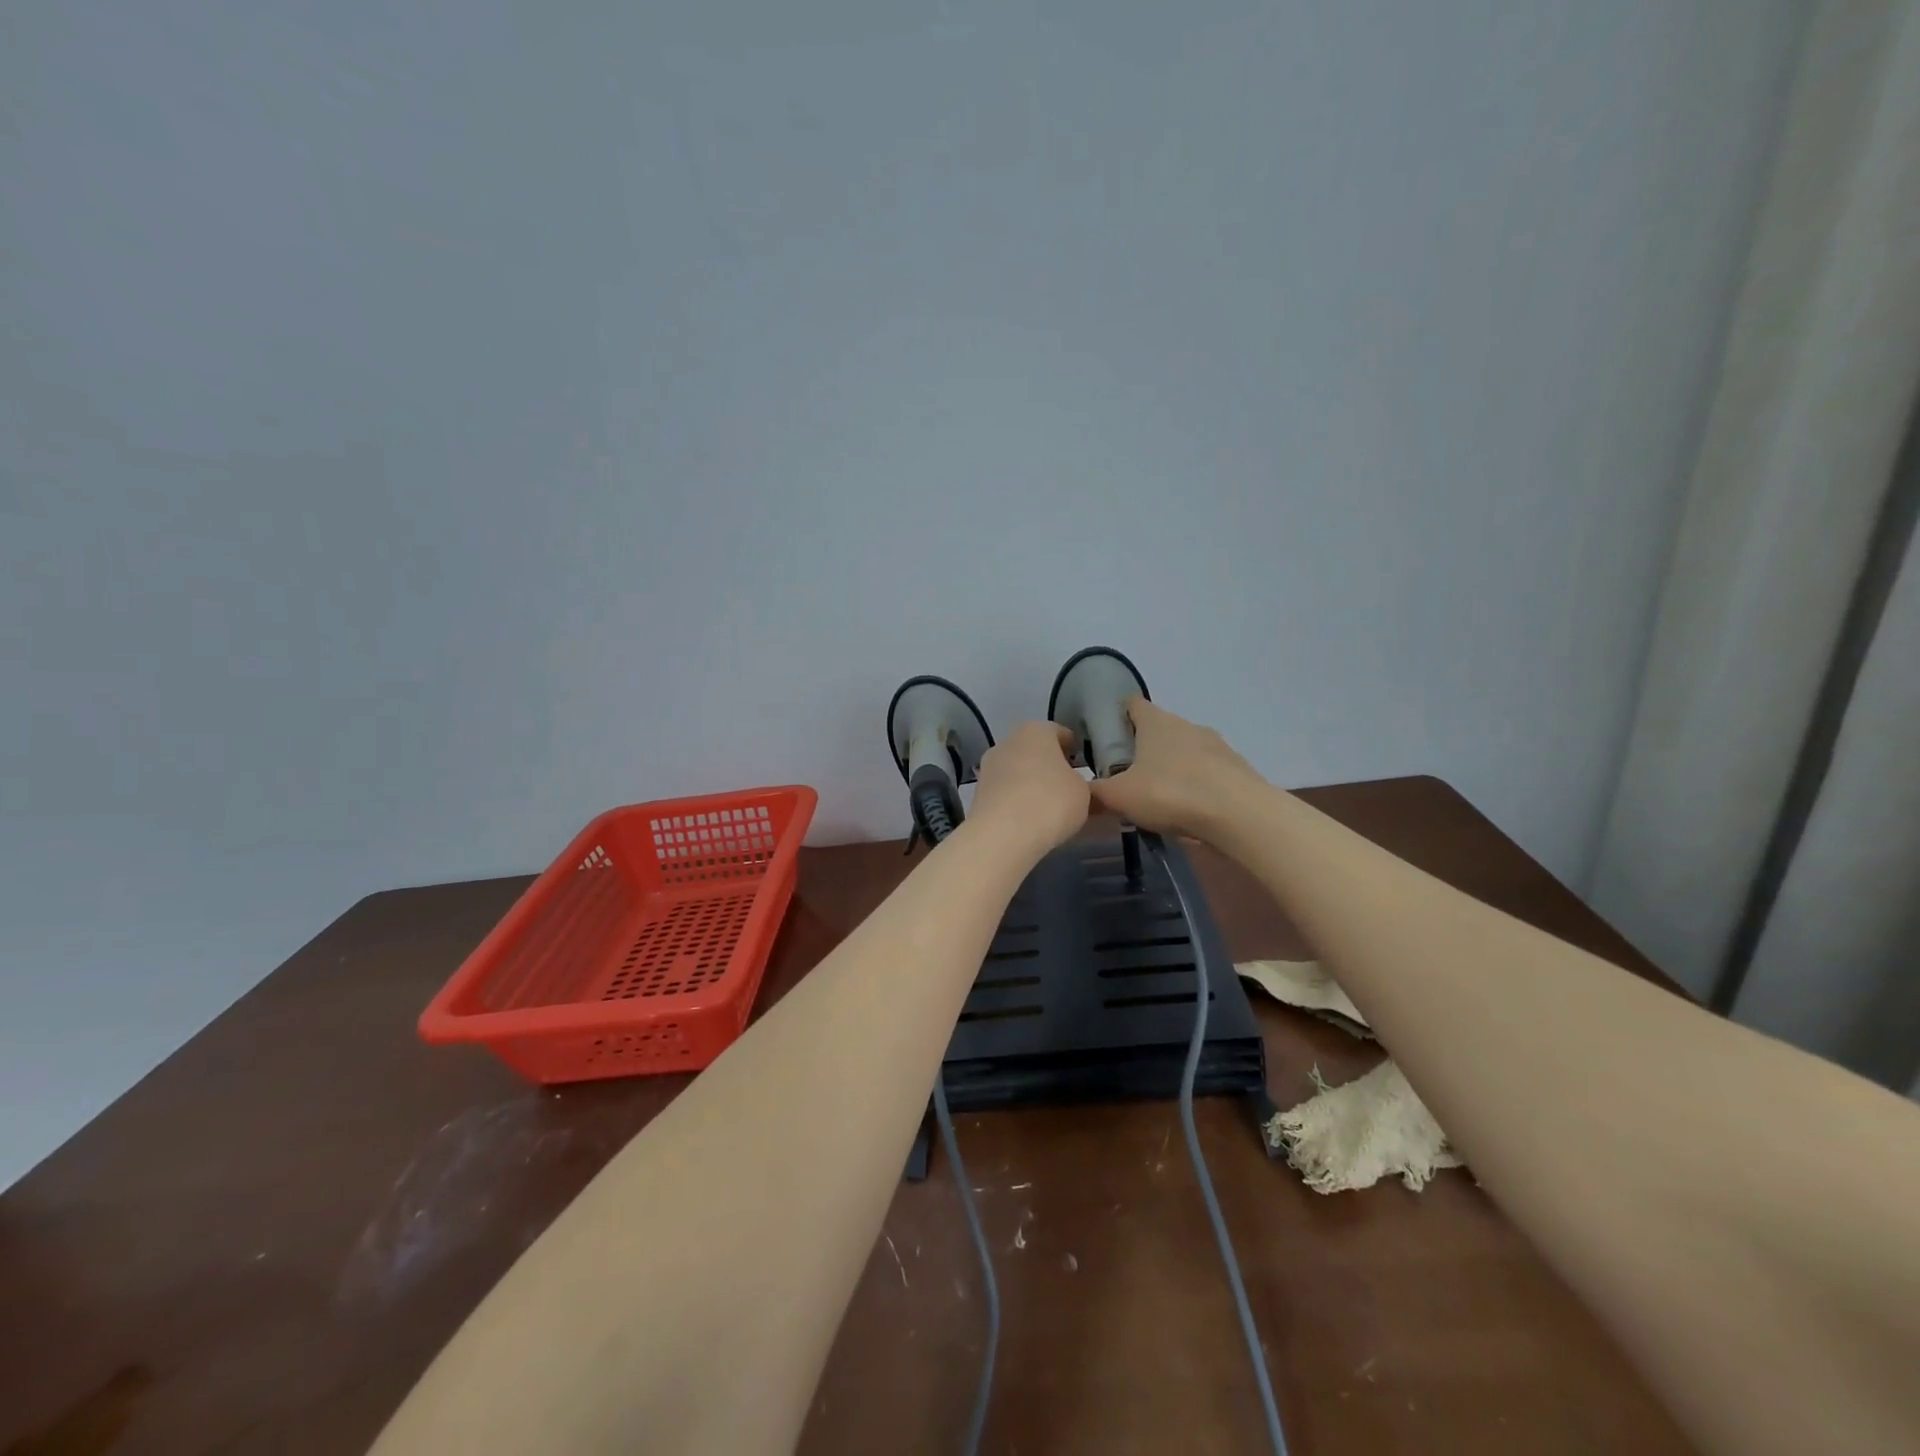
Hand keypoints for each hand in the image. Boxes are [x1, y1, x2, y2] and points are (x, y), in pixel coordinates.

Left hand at [968, 721, 1089, 857]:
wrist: (1002, 835)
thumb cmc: (1051, 803)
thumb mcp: (1083, 793)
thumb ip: (1080, 783)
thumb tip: (1072, 785)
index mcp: (1036, 730)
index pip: (1060, 733)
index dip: (1074, 750)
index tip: (1084, 768)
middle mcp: (1008, 741)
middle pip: (1035, 750)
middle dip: (1049, 766)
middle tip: (1067, 788)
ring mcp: (989, 766)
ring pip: (1017, 770)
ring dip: (1030, 783)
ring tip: (1047, 807)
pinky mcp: (977, 792)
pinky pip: (1005, 791)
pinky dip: (1015, 800)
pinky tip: (1027, 819)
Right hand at [1088, 697, 1263, 839]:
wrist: (1240, 815)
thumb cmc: (1171, 793)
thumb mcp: (1120, 797)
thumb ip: (1094, 793)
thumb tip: (1079, 792)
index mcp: (1155, 721)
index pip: (1131, 704)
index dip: (1116, 717)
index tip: (1105, 739)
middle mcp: (1186, 725)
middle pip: (1157, 730)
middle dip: (1141, 749)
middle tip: (1125, 777)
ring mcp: (1216, 746)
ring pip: (1183, 752)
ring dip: (1169, 769)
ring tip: (1157, 800)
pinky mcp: (1236, 769)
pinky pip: (1206, 774)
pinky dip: (1194, 787)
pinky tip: (1187, 813)